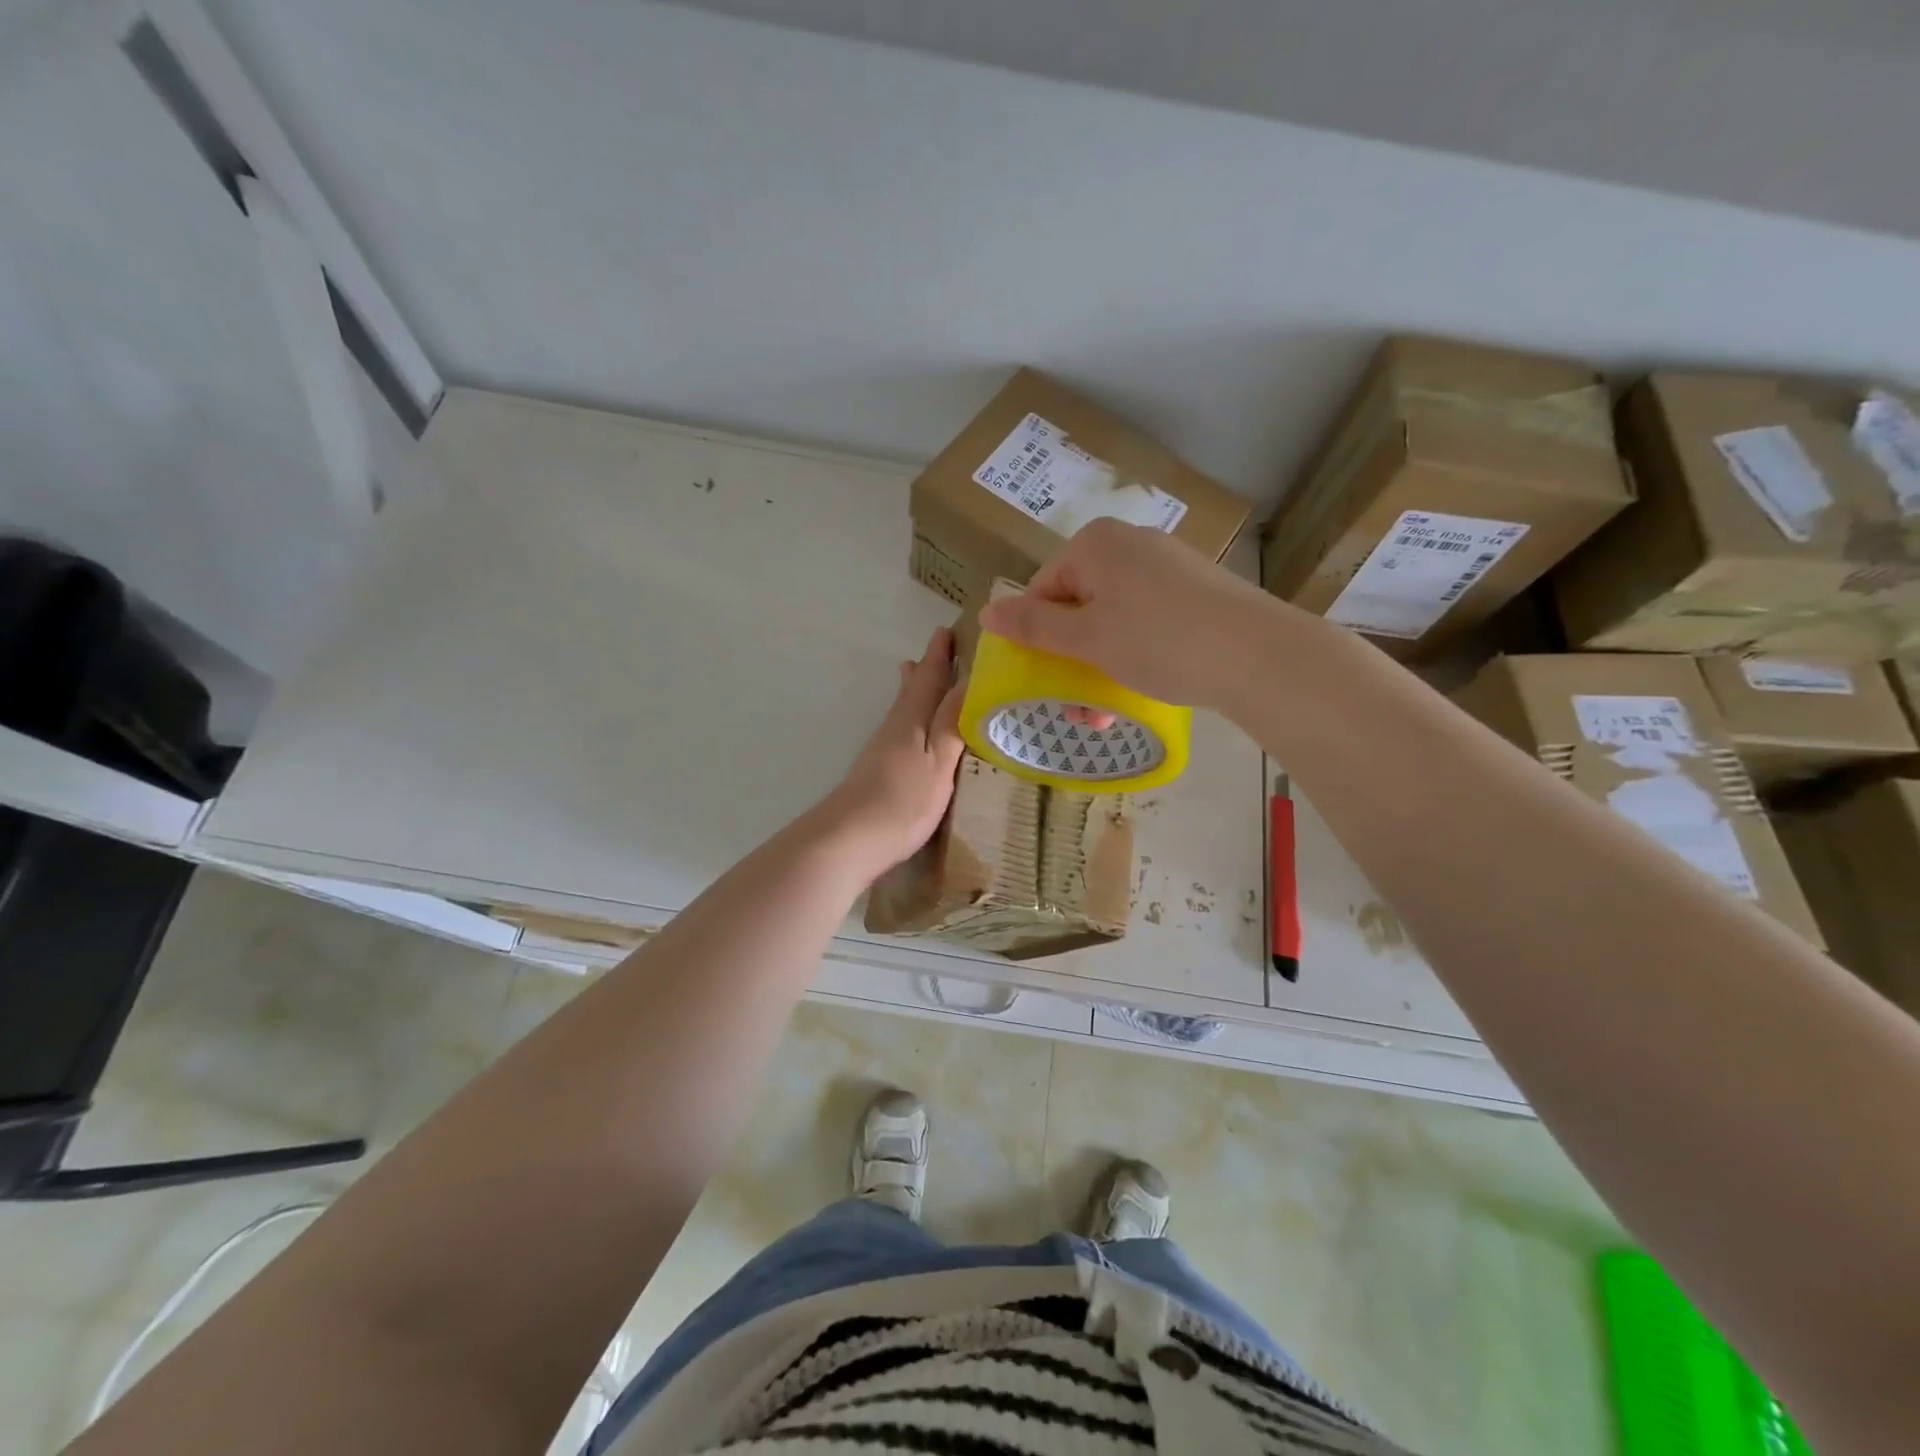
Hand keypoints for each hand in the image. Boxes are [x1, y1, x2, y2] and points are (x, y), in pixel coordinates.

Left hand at [813, 627, 965, 880]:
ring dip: (914, 689)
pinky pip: (900, 728)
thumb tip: (969, 680)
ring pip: (903, 708)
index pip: (929, 678)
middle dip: (926, 668)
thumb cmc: (902, 801)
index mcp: (913, 720)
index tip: (947, 630)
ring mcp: (883, 750)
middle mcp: (895, 727)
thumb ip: (953, 723)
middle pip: (912, 690)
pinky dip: (909, 716)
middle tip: (936, 647)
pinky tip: (910, 728)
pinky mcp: (878, 771)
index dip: (939, 655)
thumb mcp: (939, 762)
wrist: (848, 840)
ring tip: (913, 672)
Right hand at [977, 519, 1279, 710]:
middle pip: (1079, 605)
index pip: (1043, 589)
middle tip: (1079, 706)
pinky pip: (1147, 620)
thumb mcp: (1085, 639)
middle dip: (1072, 659)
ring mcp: (1167, 565)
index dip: (1038, 637)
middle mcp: (1130, 544)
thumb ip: (1033, 625)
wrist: (1257, 654)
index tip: (1047, 680)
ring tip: (1108, 711)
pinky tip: (1144, 686)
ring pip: (1113, 618)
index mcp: (1096, 544)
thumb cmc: (1158, 641)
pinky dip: (1136, 653)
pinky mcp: (1196, 590)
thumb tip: (986, 611)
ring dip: (1101, 665)